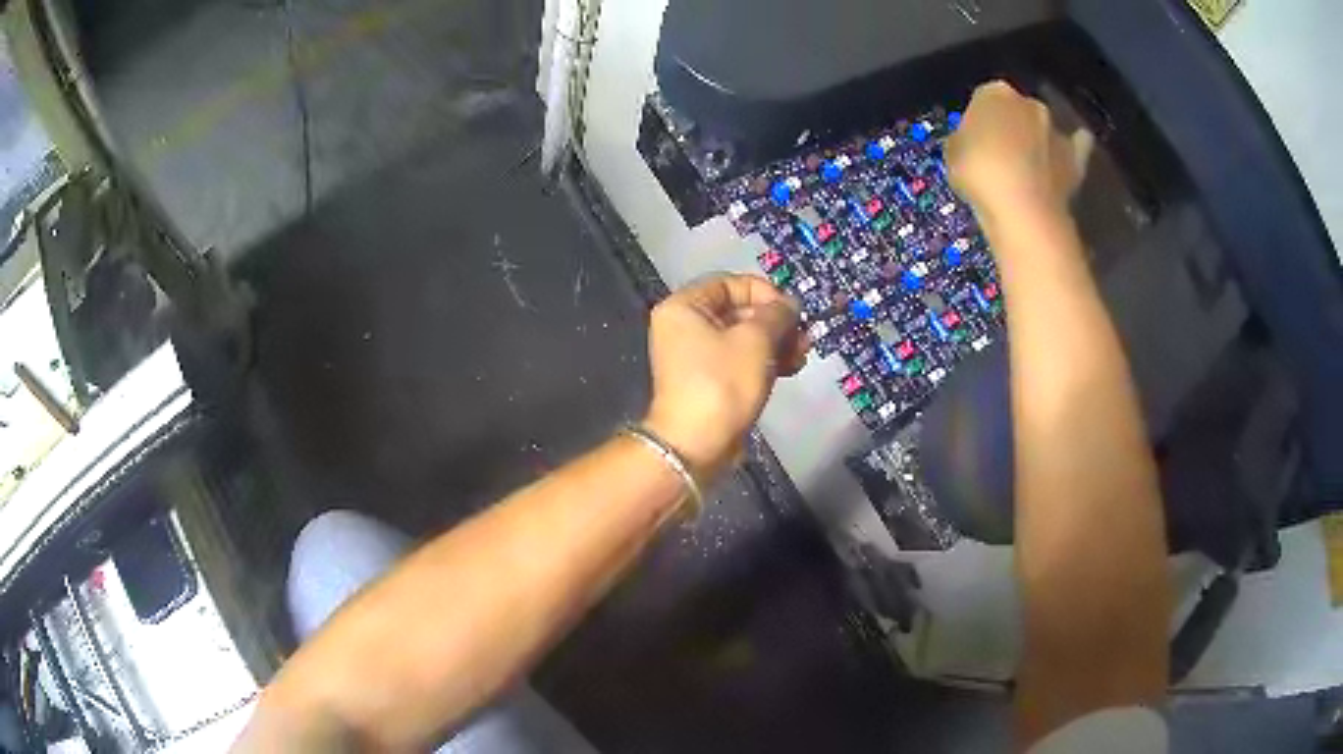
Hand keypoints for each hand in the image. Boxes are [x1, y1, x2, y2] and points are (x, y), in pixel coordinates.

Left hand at [643, 274, 807, 479]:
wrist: (697, 445)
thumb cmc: (723, 383)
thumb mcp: (756, 340)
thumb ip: (777, 314)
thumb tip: (789, 305)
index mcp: (684, 307)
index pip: (729, 283)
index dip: (764, 292)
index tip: (790, 310)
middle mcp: (685, 327)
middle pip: (738, 311)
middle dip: (776, 322)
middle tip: (804, 335)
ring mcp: (696, 356)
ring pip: (744, 337)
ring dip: (776, 342)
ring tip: (803, 354)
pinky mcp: (710, 381)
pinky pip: (740, 360)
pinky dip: (765, 361)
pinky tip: (791, 368)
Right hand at [946, 81, 1092, 229]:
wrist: (1023, 209)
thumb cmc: (979, 173)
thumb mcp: (953, 152)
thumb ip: (966, 139)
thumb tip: (974, 143)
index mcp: (993, 92)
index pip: (983, 99)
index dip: (979, 121)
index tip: (975, 141)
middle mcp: (1028, 102)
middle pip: (1017, 111)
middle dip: (1011, 127)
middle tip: (1001, 155)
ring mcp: (1056, 130)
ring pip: (1044, 129)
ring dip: (1038, 140)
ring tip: (1030, 166)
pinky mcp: (1076, 160)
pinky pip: (1078, 148)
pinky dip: (1074, 150)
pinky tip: (1067, 159)